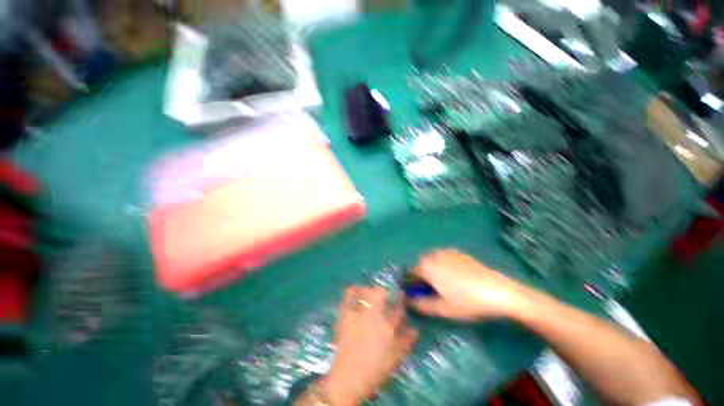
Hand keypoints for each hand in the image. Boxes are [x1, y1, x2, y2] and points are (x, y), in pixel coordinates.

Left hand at [319, 286, 417, 405]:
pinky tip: (354, 295)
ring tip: (367, 292)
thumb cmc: (375, 368)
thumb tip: (415, 329)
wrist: (349, 377)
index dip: (400, 300)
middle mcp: (372, 315)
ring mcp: (357, 313)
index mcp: (386, 326)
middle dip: (382, 291)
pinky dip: (351, 293)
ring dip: (366, 289)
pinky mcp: (344, 315)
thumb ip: (406, 341)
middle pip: (378, 292)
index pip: (397, 308)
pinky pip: (347, 297)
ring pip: (362, 291)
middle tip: (382, 295)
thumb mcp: (395, 357)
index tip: (400, 295)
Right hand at [408, 249, 527, 319]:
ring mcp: (447, 252)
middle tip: (431, 292)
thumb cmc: (467, 301)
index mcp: (426, 266)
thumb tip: (408, 301)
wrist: (499, 291)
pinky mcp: (459, 253)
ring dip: (431, 270)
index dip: (411, 285)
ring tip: (442, 285)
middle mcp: (433, 254)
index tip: (416, 295)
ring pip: (432, 260)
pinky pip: (443, 258)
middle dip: (421, 277)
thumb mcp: (442, 309)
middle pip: (420, 265)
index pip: (410, 273)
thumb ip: (421, 305)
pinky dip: (442, 265)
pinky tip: (455, 278)